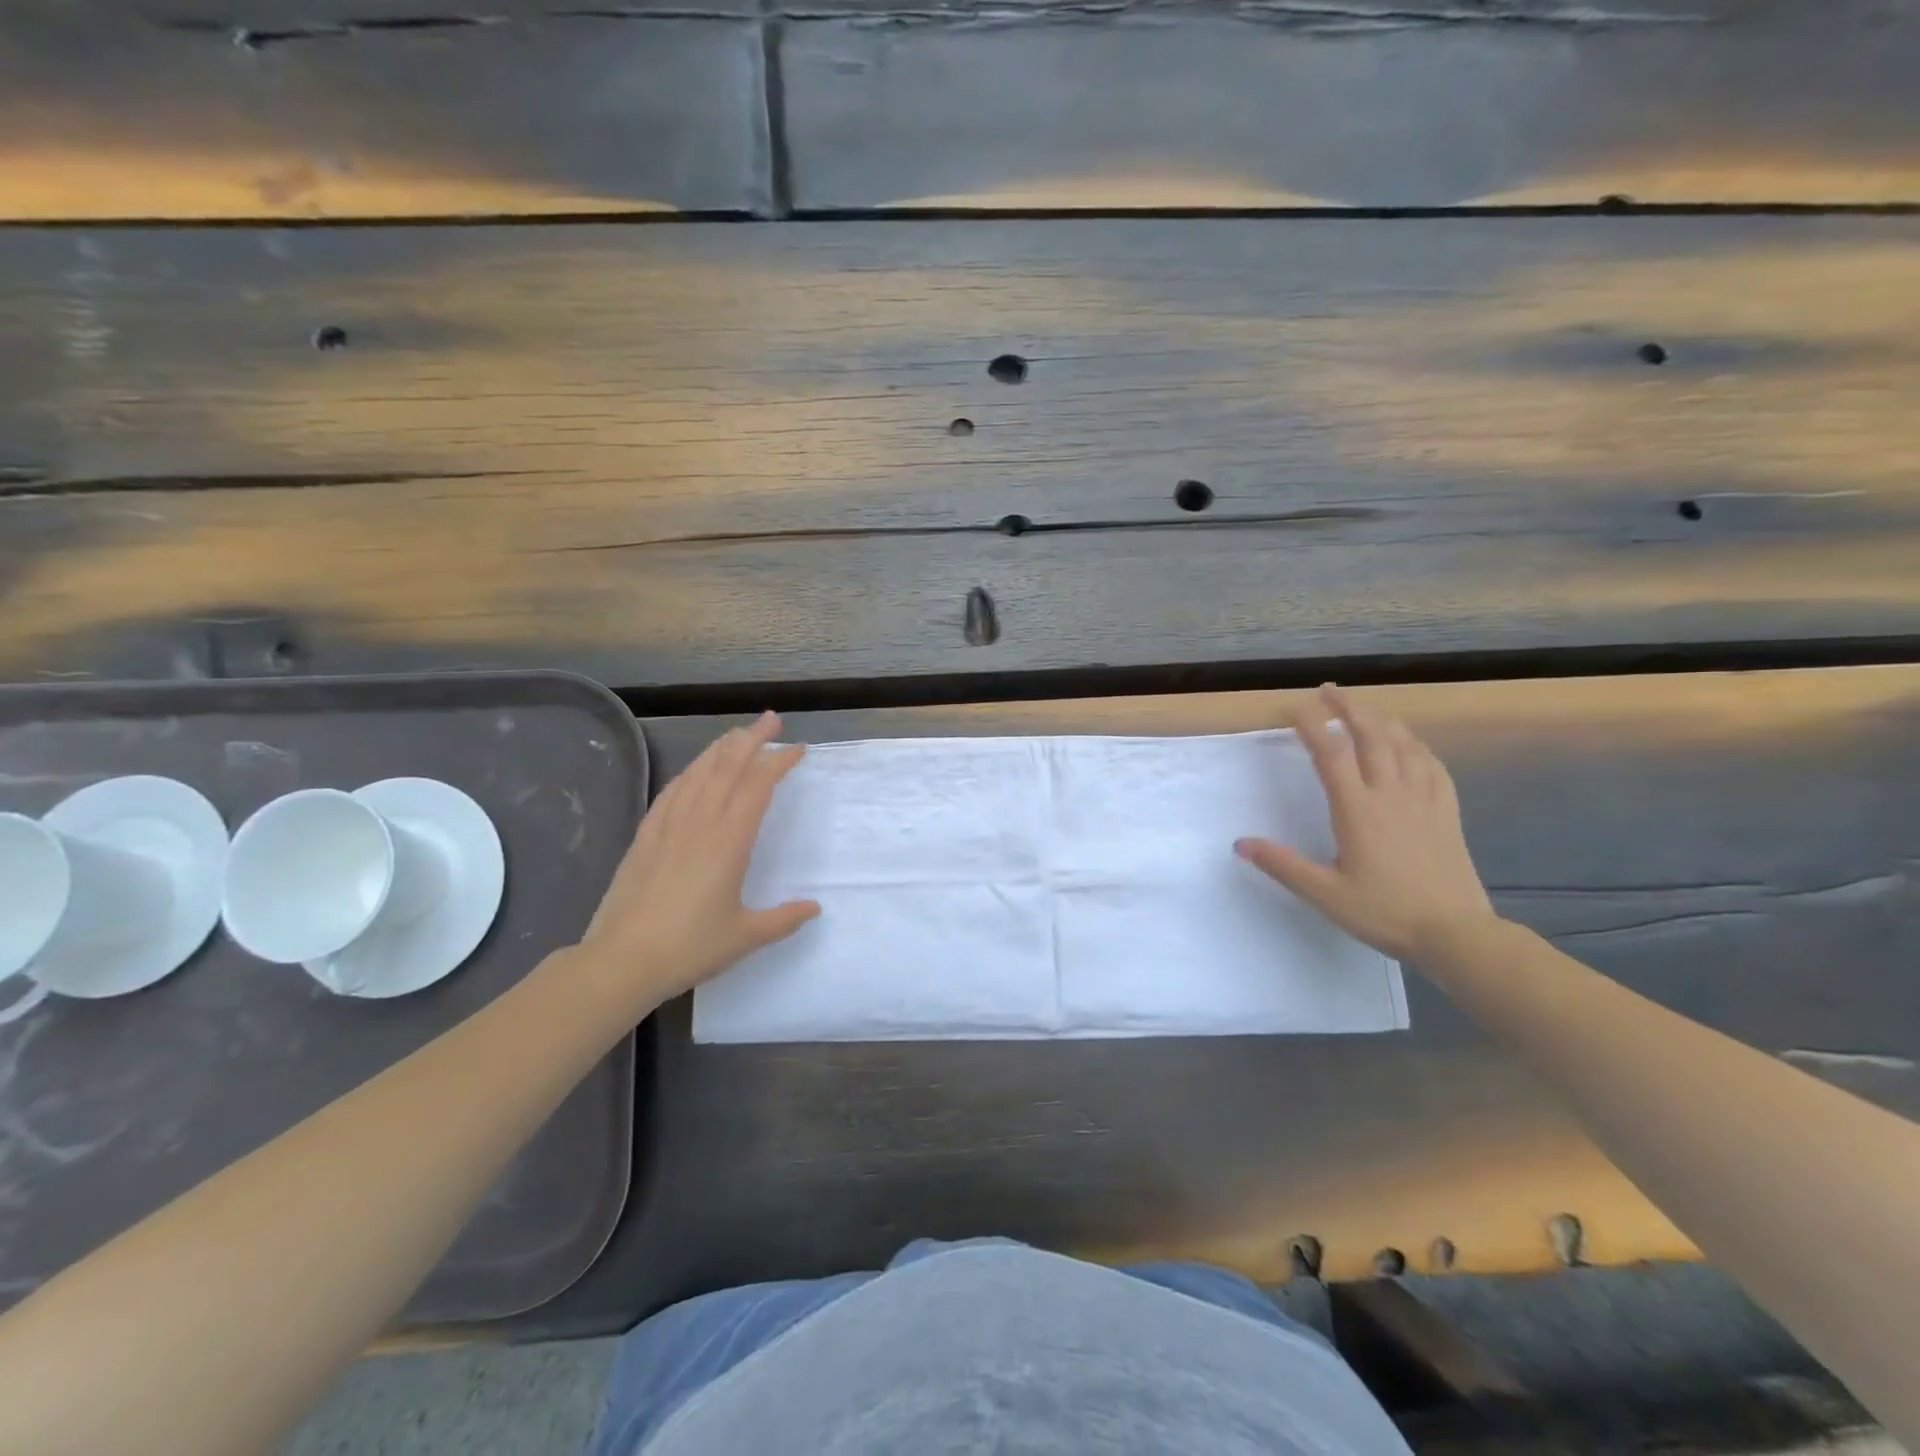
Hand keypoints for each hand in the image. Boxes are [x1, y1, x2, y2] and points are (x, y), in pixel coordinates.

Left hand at [575, 711, 818, 1008]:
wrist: (622, 961)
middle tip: (771, 719)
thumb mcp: (746, 936)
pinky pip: (671, 792)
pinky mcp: (646, 837)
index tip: (797, 749)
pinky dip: (688, 773)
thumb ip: (784, 919)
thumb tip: (814, 907)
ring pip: (698, 774)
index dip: (779, 763)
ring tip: (737, 734)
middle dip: (751, 739)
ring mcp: (669, 827)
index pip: (758, 787)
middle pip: (728, 768)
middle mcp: (700, 824)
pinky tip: (694, 771)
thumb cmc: (689, 947)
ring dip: (720, 749)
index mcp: (729, 842)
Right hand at [1236, 684, 1496, 962]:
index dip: (1311, 725)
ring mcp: (1424, 800)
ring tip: (1365, 709)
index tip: (1293, 708)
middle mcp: (1391, 794)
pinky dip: (1417, 745)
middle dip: (1349, 708)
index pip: (1330, 754)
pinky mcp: (1447, 812)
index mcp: (1357, 810)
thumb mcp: (1324, 894)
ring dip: (1382, 719)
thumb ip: (1282, 865)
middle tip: (1330, 691)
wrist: (1456, 934)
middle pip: (1371, 735)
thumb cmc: (1385, 913)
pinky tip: (1412, 744)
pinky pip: (1433, 765)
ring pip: (1405, 744)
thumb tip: (1240, 844)